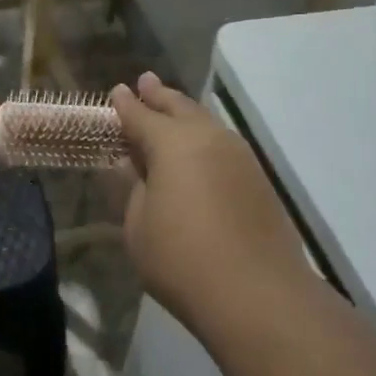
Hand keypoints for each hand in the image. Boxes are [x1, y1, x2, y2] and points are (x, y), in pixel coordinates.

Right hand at [111, 72, 312, 331]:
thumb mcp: (139, 227)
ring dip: (186, 114)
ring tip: (172, 109)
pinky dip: (205, 138)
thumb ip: (134, 189)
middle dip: (160, 97)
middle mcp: (210, 138)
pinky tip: (200, 149)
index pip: (142, 116)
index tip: (117, 92)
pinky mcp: (258, 180)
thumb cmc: (181, 260)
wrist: (255, 292)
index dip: (126, 106)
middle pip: (180, 109)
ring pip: (207, 124)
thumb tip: (131, 165)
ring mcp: (240, 157)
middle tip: (145, 83)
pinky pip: (224, 145)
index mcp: (173, 144)